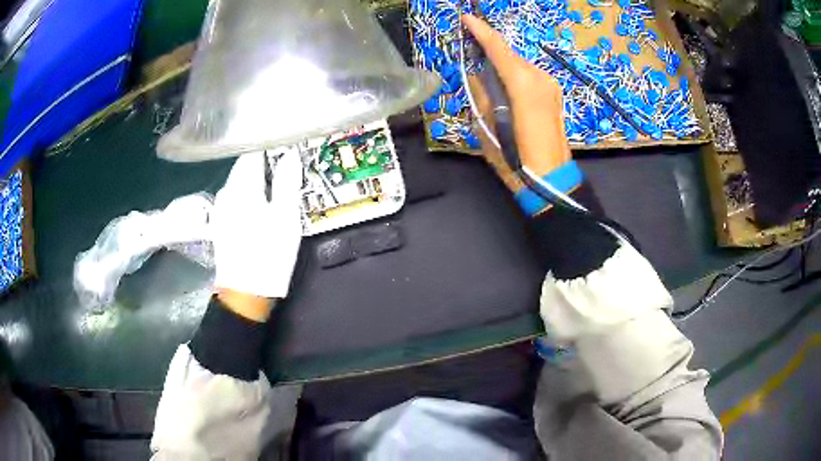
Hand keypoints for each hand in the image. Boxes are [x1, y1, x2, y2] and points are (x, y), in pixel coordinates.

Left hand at [211, 150, 302, 320]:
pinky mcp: (221, 223)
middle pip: (245, 166)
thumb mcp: (285, 218)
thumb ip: (287, 183)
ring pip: (240, 182)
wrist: (245, 293)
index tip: (289, 147)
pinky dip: (250, 195)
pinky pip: (236, 198)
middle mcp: (226, 192)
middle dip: (265, 163)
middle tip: (288, 167)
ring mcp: (221, 208)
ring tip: (277, 186)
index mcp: (241, 187)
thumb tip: (290, 154)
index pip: (253, 152)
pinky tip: (261, 206)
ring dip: (257, 180)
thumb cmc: (268, 255)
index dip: (271, 147)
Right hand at [462, 14, 571, 189]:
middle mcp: (539, 78)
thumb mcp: (488, 127)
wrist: (551, 181)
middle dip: (490, 48)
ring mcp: (550, 86)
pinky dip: (514, 74)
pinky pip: (529, 76)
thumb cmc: (516, 159)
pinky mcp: (554, 95)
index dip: (481, 31)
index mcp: (522, 84)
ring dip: (502, 64)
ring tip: (486, 71)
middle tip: (470, 45)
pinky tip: (505, 85)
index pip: (498, 49)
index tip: (466, 17)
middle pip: (510, 55)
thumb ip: (482, 95)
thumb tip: (477, 75)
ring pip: (520, 65)